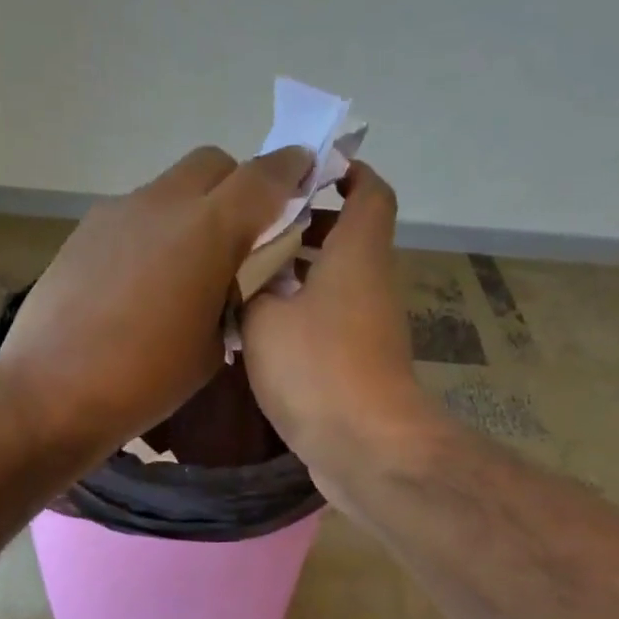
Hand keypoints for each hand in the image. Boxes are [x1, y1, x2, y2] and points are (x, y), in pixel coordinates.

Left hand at [0, 144, 313, 459]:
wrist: (54, 390)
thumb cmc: (147, 379)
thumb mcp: (213, 347)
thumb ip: (237, 297)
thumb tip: (237, 278)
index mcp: (208, 231)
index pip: (263, 176)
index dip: (292, 170)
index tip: (307, 172)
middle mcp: (163, 203)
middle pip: (213, 164)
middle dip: (238, 185)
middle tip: (244, 234)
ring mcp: (118, 212)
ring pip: (171, 188)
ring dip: (194, 211)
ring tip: (190, 269)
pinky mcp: (86, 232)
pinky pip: (136, 215)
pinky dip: (156, 232)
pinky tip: (146, 284)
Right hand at [240, 162, 439, 487]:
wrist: (366, 447)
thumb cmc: (317, 369)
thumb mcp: (265, 317)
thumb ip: (250, 285)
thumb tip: (246, 275)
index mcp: (358, 254)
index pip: (369, 191)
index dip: (344, 172)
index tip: (304, 171)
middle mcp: (373, 285)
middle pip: (348, 239)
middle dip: (306, 228)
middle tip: (255, 232)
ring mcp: (371, 330)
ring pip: (336, 286)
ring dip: (297, 278)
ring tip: (245, 282)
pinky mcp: (361, 367)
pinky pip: (330, 326)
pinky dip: (301, 320)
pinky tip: (259, 335)